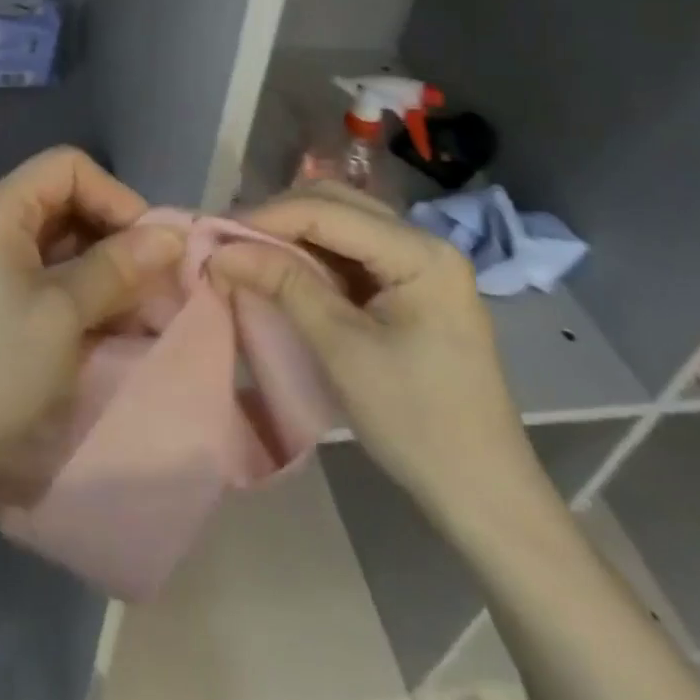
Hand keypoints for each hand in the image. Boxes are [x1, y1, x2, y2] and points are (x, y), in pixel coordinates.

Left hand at [0, 148, 183, 518]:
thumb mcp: (65, 312)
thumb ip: (119, 265)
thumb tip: (172, 234)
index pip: (67, 167)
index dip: (114, 195)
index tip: (149, 243)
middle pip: (66, 202)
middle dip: (116, 235)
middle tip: (155, 278)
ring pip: (62, 244)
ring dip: (106, 268)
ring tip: (142, 308)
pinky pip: (48, 279)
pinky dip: (84, 293)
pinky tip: (112, 325)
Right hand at [210, 184, 547, 531]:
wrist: (483, 494)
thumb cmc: (417, 422)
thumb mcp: (342, 349)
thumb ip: (284, 285)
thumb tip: (222, 251)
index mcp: (420, 251)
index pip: (329, 210)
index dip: (268, 217)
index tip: (215, 234)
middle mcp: (424, 243)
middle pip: (338, 205)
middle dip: (279, 219)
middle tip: (229, 242)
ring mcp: (420, 265)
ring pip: (342, 226)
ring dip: (293, 236)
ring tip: (247, 253)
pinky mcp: (411, 288)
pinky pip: (352, 255)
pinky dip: (313, 258)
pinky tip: (283, 271)